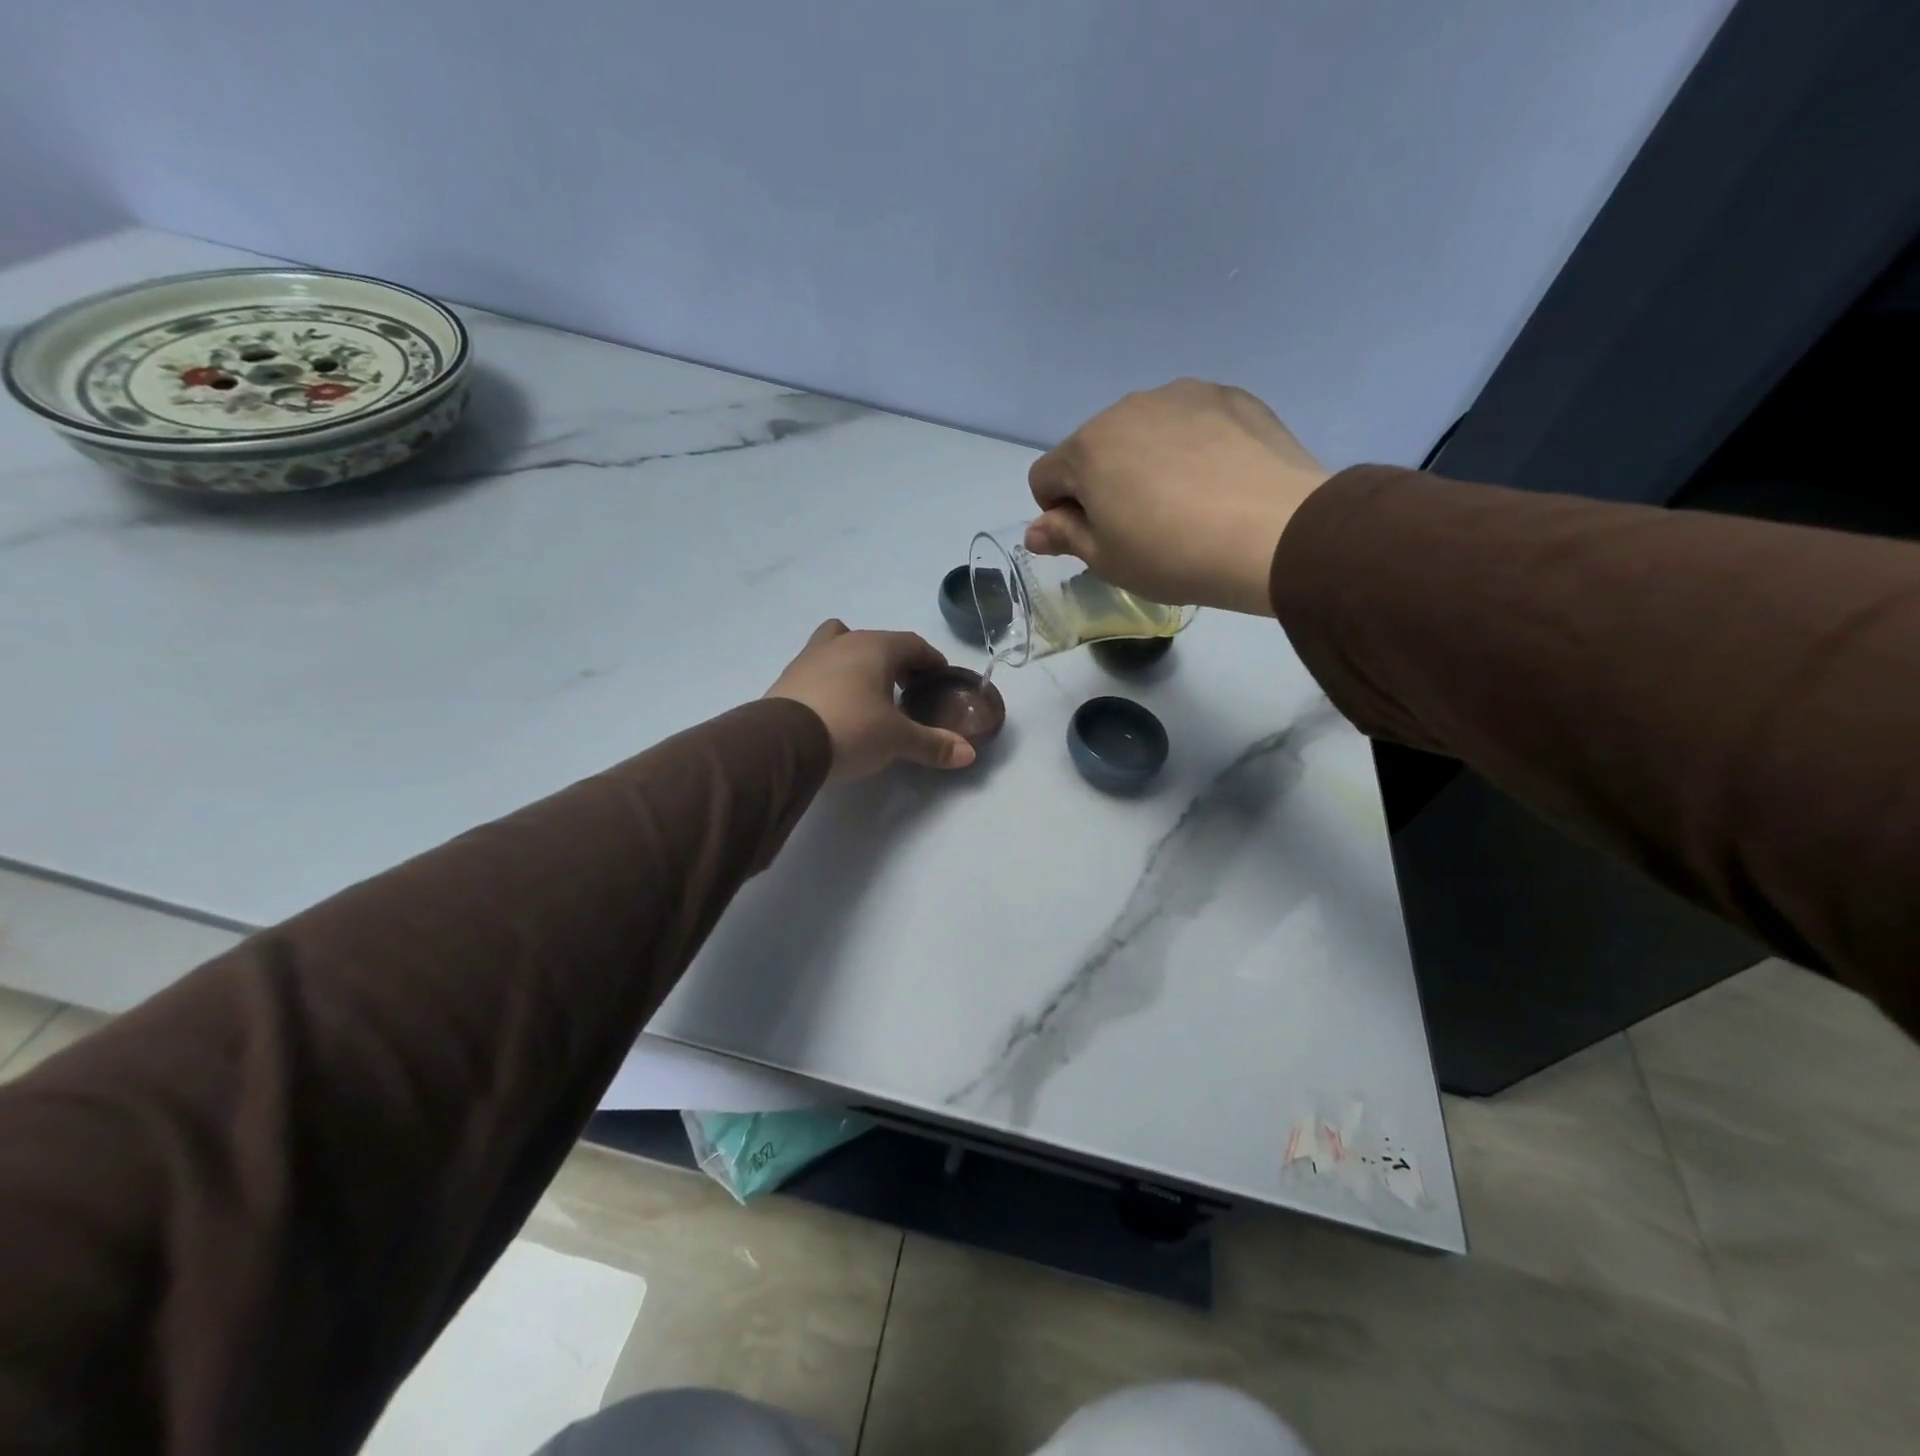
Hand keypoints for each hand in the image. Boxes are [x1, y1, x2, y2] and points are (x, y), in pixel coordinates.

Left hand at [766, 621, 976, 780]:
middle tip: (908, 690)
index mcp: (875, 647)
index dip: (931, 660)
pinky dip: (833, 679)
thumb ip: (933, 744)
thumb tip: (969, 754)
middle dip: (896, 662)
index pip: (912, 643)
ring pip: (841, 646)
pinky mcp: (788, 677)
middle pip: (877, 642)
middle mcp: (843, 643)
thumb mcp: (897, 740)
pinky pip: (819, 667)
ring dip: (859, 663)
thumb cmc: (851, 728)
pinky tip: (836, 706)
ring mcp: (810, 656)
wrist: (782, 743)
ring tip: (868, 694)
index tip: (940, 678)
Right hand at [1026, 379, 1330, 616]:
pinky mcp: (1230, 396)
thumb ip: (1065, 536)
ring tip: (1184, 503)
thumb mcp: (1107, 559)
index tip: (1092, 538)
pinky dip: (1190, 447)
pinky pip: (1190, 422)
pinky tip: (1217, 481)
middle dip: (1102, 483)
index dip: (1057, 513)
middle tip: (1140, 526)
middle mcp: (1127, 408)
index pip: (1045, 477)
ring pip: (1143, 431)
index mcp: (1087, 448)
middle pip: (1094, 449)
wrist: (1274, 533)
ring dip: (1145, 461)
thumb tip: (1035, 531)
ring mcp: (1183, 395)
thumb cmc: (1173, 554)